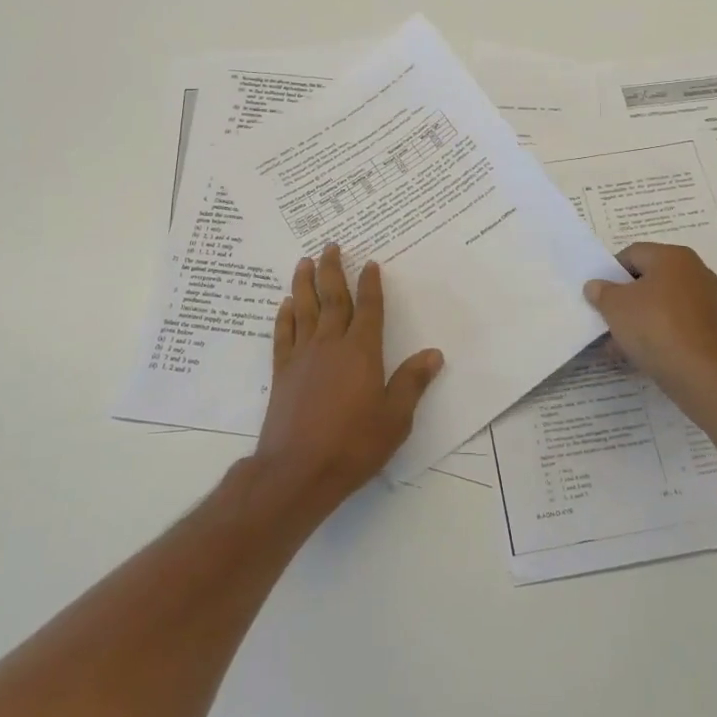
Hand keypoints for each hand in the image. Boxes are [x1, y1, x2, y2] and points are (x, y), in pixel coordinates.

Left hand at [253, 244, 443, 510]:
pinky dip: (284, 316)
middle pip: (332, 299)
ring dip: (304, 283)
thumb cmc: (353, 445)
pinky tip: (285, 304)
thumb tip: (434, 353)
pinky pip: (283, 334)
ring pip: (304, 309)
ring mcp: (302, 357)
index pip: (368, 308)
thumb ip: (412, 383)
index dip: (370, 284)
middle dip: (333, 270)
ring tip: (304, 261)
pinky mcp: (282, 373)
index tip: (369, 263)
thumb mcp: (395, 418)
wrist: (297, 471)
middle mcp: (331, 345)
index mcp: (361, 352)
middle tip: (330, 246)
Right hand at [584, 242, 716, 424]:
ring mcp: (706, 302)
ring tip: (616, 345)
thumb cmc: (655, 327)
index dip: (610, 273)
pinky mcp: (710, 330)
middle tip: (605, 319)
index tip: (598, 297)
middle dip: (623, 300)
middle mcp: (694, 272)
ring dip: (637, 321)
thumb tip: (596, 286)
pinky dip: (656, 334)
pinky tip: (637, 355)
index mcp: (673, 256)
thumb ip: (601, 292)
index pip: (632, 254)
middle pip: (648, 280)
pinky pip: (674, 324)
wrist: (703, 374)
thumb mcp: (615, 306)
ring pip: (660, 305)